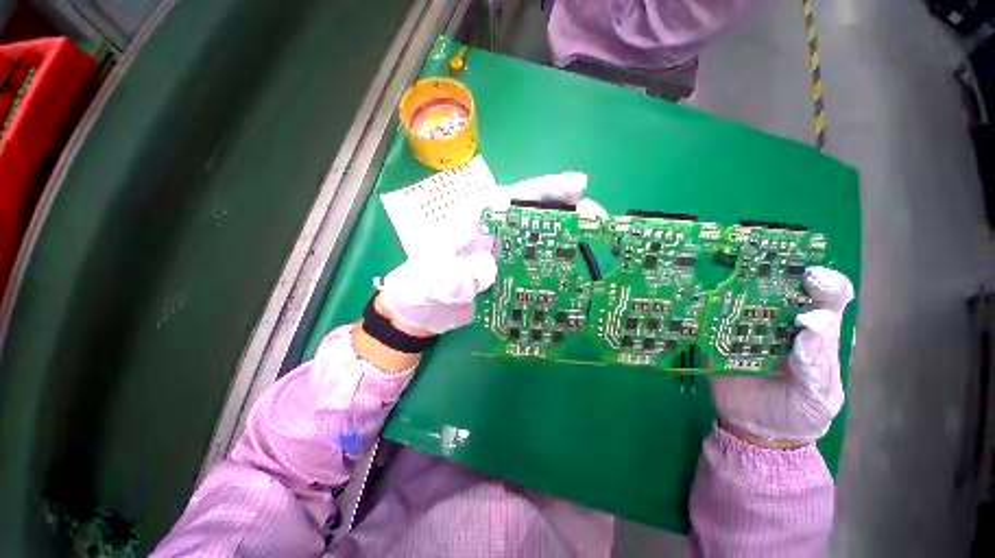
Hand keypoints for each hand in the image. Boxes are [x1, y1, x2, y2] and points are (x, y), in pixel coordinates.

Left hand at [378, 171, 604, 334]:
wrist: (422, 311)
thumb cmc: (420, 287)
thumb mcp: (430, 281)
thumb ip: (454, 275)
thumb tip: (490, 268)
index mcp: (472, 220)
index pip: (510, 197)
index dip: (544, 190)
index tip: (577, 185)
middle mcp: (492, 231)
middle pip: (530, 213)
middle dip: (564, 209)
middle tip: (597, 216)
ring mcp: (502, 251)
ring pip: (536, 236)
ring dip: (564, 236)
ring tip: (594, 238)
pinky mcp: (507, 270)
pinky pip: (533, 262)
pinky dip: (553, 262)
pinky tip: (572, 267)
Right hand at [710, 266, 854, 446]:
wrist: (755, 431)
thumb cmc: (798, 414)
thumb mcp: (818, 398)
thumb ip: (818, 367)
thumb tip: (809, 325)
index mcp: (816, 335)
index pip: (829, 300)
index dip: (826, 284)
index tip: (812, 278)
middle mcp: (782, 324)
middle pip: (782, 290)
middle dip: (775, 273)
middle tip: (761, 266)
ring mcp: (748, 330)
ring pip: (746, 300)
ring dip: (738, 285)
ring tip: (727, 274)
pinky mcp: (719, 339)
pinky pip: (714, 321)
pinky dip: (708, 308)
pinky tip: (700, 298)